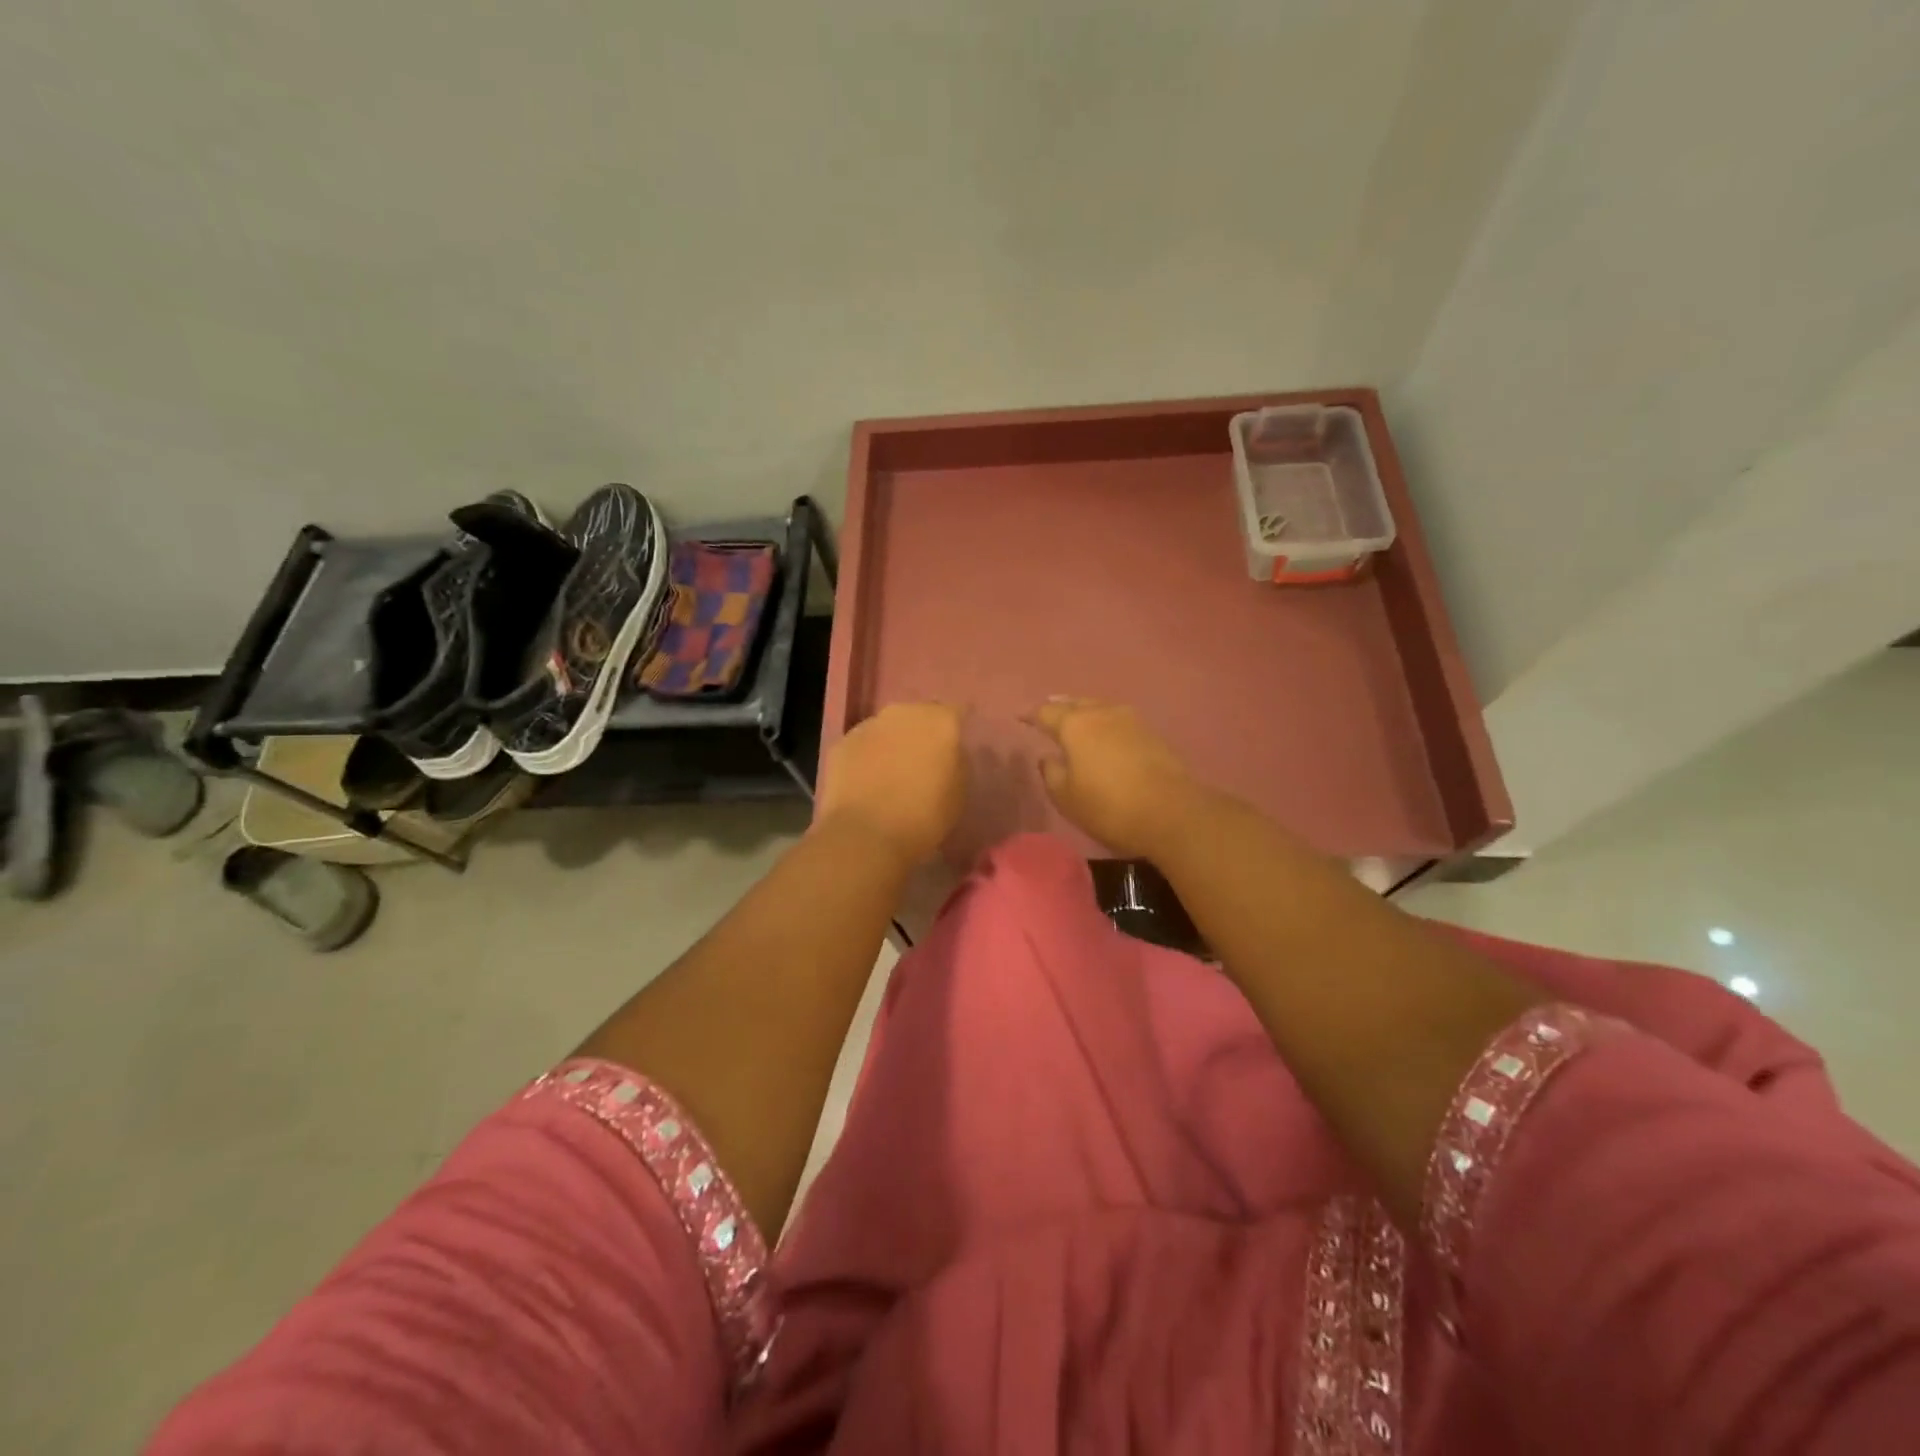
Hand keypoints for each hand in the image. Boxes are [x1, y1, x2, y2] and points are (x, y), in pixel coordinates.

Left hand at [815, 702, 965, 866]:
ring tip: (890, 777)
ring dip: (891, 745)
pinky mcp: (841, 743)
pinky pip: (862, 746)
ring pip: (886, 729)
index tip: (953, 752)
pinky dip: (865, 759)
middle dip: (921, 735)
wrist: (866, 835)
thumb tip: (947, 754)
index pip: (956, 714)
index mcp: (940, 721)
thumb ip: (956, 762)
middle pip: (917, 717)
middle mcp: (904, 712)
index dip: (954, 732)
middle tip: (922, 764)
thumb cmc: (924, 817)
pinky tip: (865, 784)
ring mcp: (868, 725)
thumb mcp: (959, 792)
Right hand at [1026, 698, 1199, 857]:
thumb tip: (1049, 757)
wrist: (1171, 812)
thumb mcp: (1066, 797)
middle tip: (1048, 712)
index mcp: (1075, 724)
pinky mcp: (1152, 734)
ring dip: (1085, 713)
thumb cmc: (1108, 806)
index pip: (1046, 712)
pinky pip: (1118, 721)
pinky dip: (1105, 724)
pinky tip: (1104, 735)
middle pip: (1075, 704)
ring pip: (1100, 708)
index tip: (1020, 717)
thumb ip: (1051, 772)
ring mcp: (1131, 720)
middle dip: (1059, 707)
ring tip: (1075, 721)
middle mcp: (1102, 713)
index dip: (1031, 715)